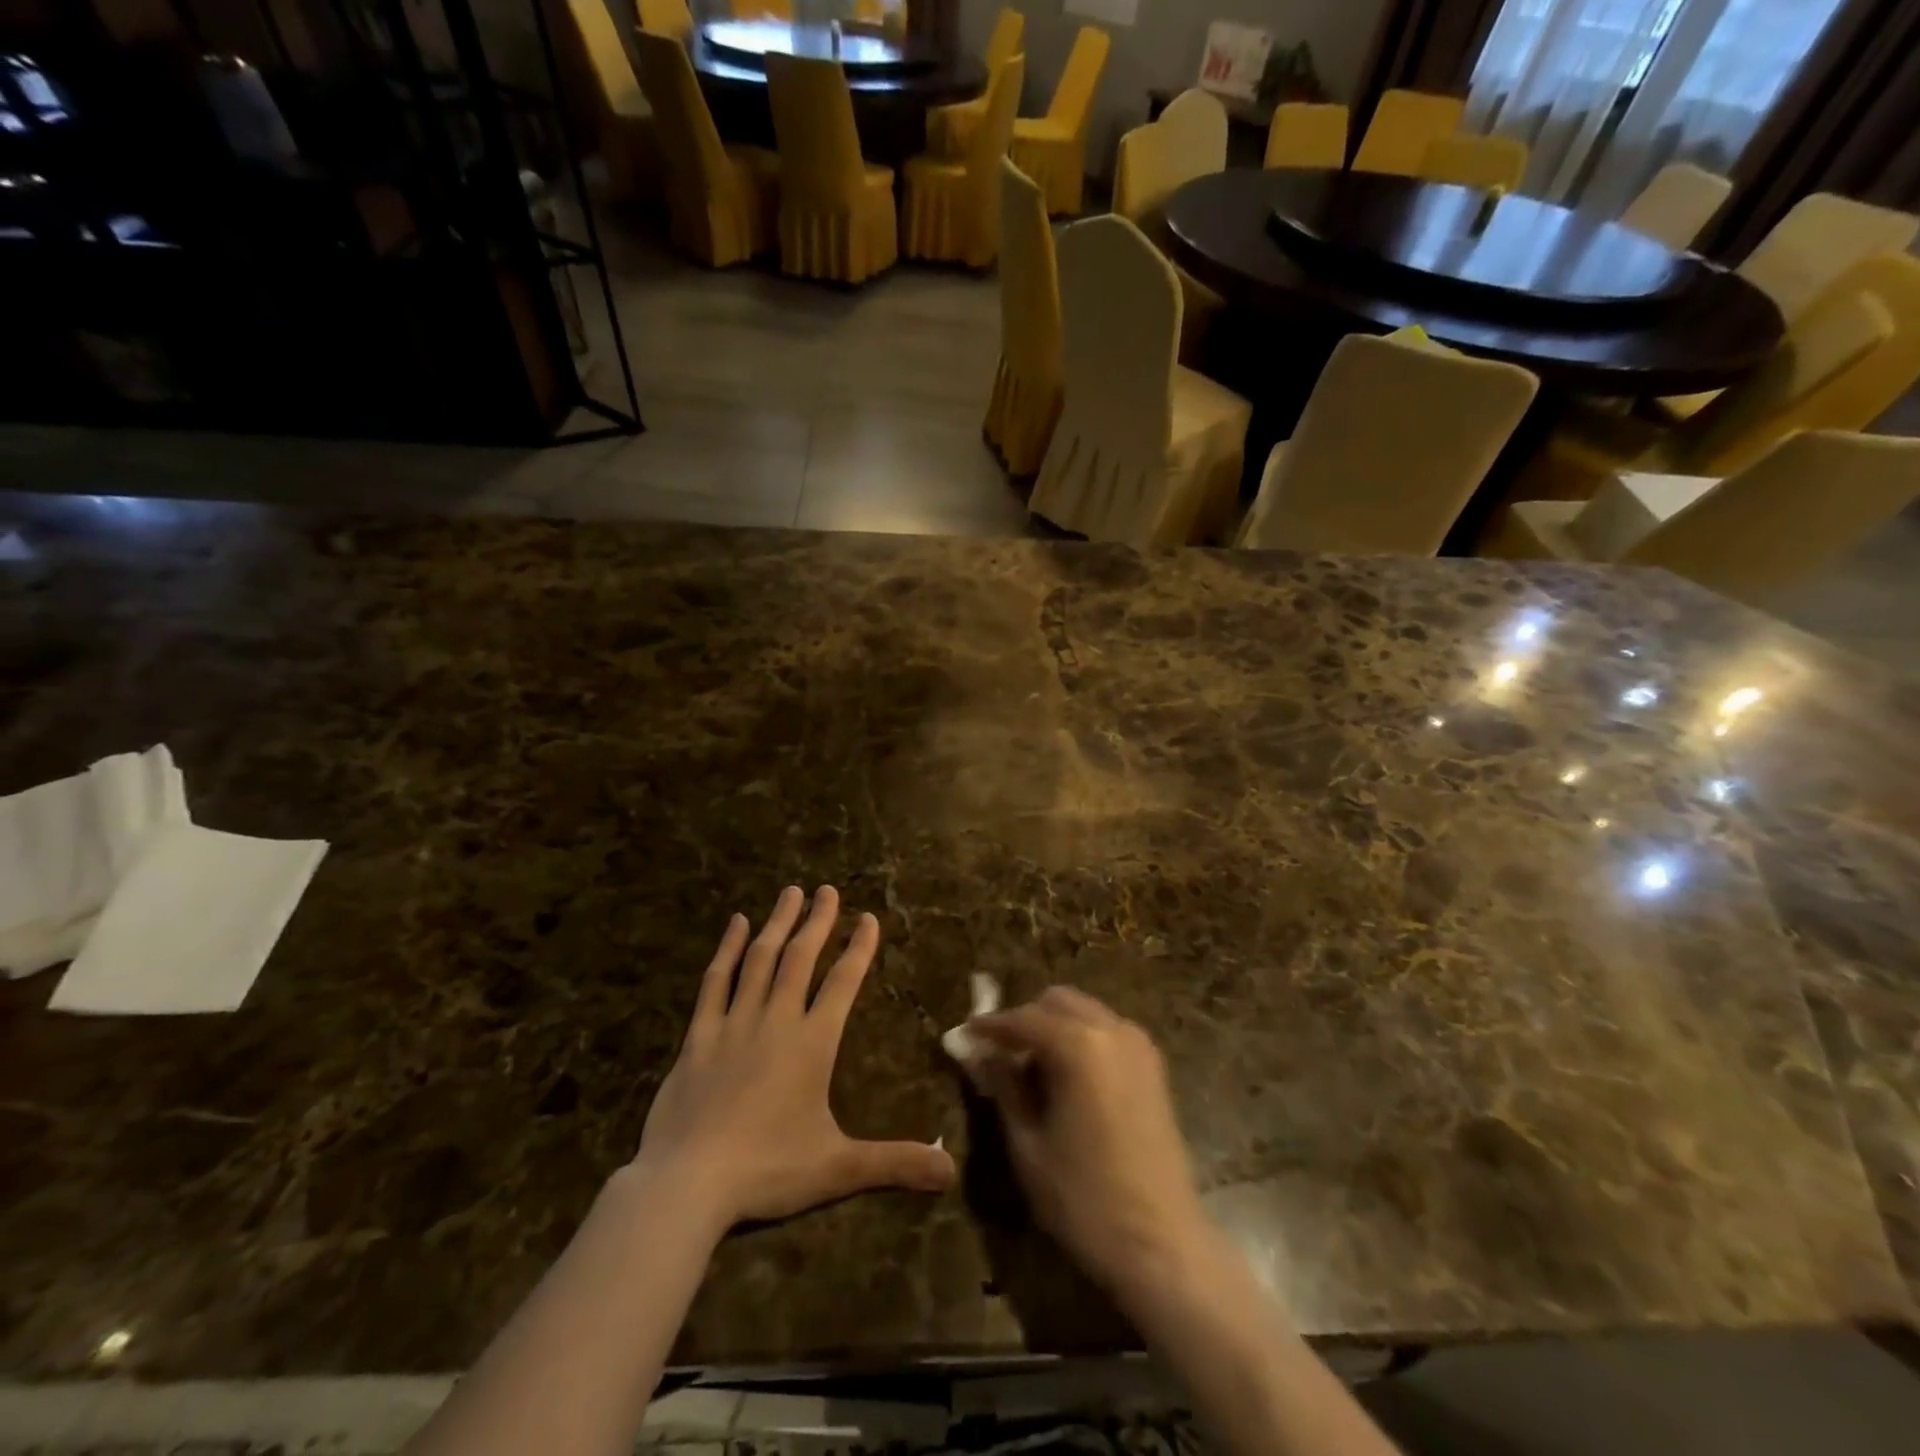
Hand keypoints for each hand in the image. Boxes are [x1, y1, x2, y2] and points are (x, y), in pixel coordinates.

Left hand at [635, 885, 955, 1229]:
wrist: (687, 1184)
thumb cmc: (767, 1170)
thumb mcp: (838, 1169)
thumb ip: (895, 1163)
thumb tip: (952, 1174)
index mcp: (812, 1043)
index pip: (843, 983)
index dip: (858, 948)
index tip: (868, 917)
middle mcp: (776, 1020)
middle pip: (801, 958)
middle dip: (818, 921)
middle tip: (826, 890)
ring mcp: (734, 1023)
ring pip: (761, 959)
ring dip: (778, 923)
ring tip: (790, 892)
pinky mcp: (698, 1036)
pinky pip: (716, 981)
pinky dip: (728, 949)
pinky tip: (737, 924)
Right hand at [969, 987, 1211, 1301]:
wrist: (1162, 1245)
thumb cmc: (1084, 1199)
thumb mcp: (1027, 1144)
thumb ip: (1003, 1086)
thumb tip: (982, 1054)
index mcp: (1079, 1044)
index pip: (1022, 1018)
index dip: (990, 1027)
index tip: (964, 1036)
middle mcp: (1111, 1030)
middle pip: (1057, 1002)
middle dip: (1025, 1020)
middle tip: (1000, 1056)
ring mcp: (1138, 1045)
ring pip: (1084, 1012)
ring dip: (1054, 1027)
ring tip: (1031, 1070)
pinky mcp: (1153, 1066)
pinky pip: (1106, 1032)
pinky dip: (1081, 1039)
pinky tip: (1067, 1079)